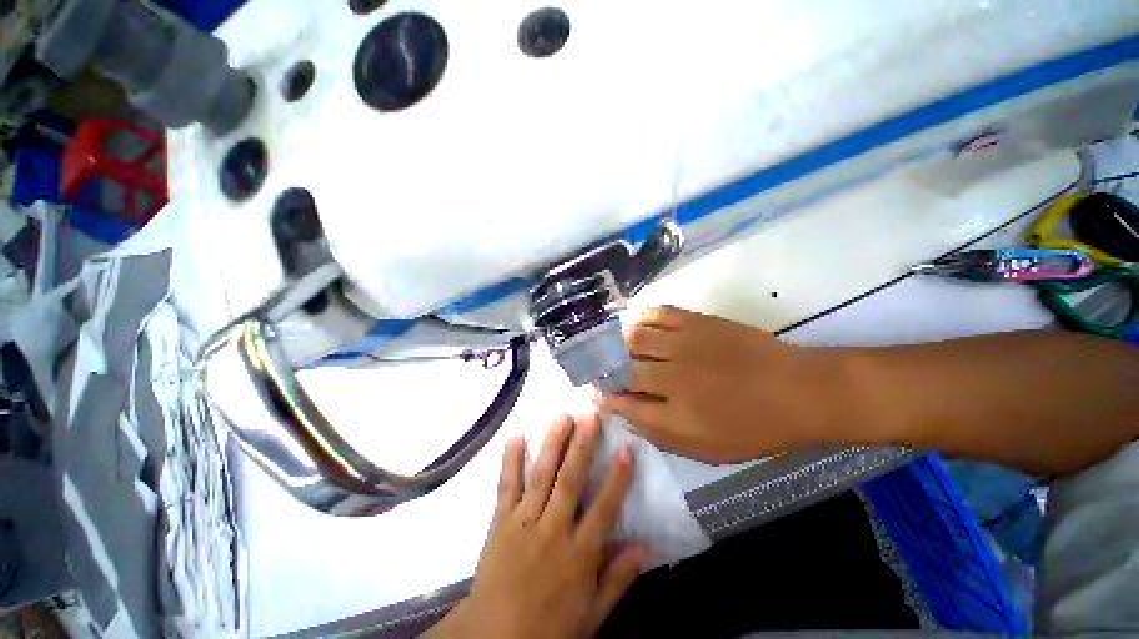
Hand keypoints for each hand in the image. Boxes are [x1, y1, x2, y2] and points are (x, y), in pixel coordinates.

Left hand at [430, 414, 645, 638]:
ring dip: (553, 444)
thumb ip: (618, 580)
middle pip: (571, 480)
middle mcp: (553, 529)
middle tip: (590, 416)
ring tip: (562, 417)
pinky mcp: (500, 521)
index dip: (617, 478)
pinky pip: (506, 486)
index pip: (604, 508)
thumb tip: (644, 548)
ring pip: (541, 475)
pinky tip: (516, 437)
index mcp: (579, 554)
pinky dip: (510, 461)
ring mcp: (524, 521)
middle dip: (583, 445)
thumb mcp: (592, 616)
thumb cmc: (548, 629)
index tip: (626, 449)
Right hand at [596, 306, 846, 462]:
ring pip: (634, 339)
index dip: (605, 398)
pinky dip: (641, 318)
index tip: (595, 394)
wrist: (798, 390)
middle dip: (605, 370)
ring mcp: (684, 344)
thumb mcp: (707, 449)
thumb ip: (661, 434)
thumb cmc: (754, 428)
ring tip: (615, 347)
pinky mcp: (697, 322)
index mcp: (676, 413)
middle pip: (623, 369)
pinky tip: (637, 324)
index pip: (624, 403)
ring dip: (619, 344)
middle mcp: (673, 377)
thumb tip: (626, 416)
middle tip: (600, 369)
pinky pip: (658, 314)